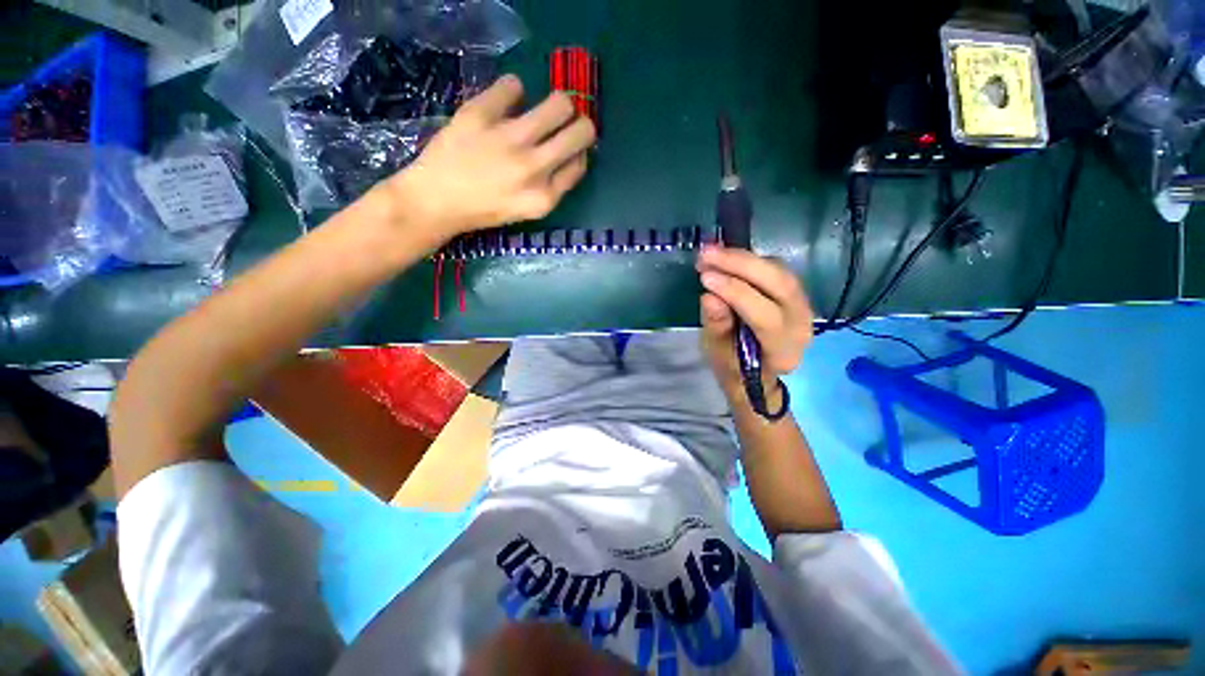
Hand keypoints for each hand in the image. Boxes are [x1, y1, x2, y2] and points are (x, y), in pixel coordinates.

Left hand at [388, 75, 595, 238]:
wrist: (436, 201)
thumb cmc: (484, 210)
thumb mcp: (528, 210)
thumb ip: (553, 186)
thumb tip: (572, 154)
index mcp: (545, 196)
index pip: (580, 163)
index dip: (580, 151)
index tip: (570, 147)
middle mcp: (534, 168)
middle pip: (582, 131)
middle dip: (581, 124)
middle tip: (567, 123)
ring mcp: (509, 139)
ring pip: (559, 103)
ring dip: (558, 103)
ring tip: (544, 108)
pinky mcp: (481, 115)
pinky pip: (513, 85)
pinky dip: (512, 90)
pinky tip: (505, 101)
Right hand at [696, 246, 812, 402]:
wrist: (756, 373)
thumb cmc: (734, 367)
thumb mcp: (718, 354)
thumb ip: (716, 326)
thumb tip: (709, 296)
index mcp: (783, 350)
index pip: (765, 316)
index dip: (735, 293)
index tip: (705, 277)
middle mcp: (801, 324)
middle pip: (780, 285)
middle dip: (741, 264)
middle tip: (707, 253)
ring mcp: (802, 306)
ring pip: (779, 271)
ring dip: (743, 258)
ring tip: (711, 253)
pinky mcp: (793, 292)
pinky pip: (774, 269)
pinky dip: (748, 260)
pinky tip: (725, 257)